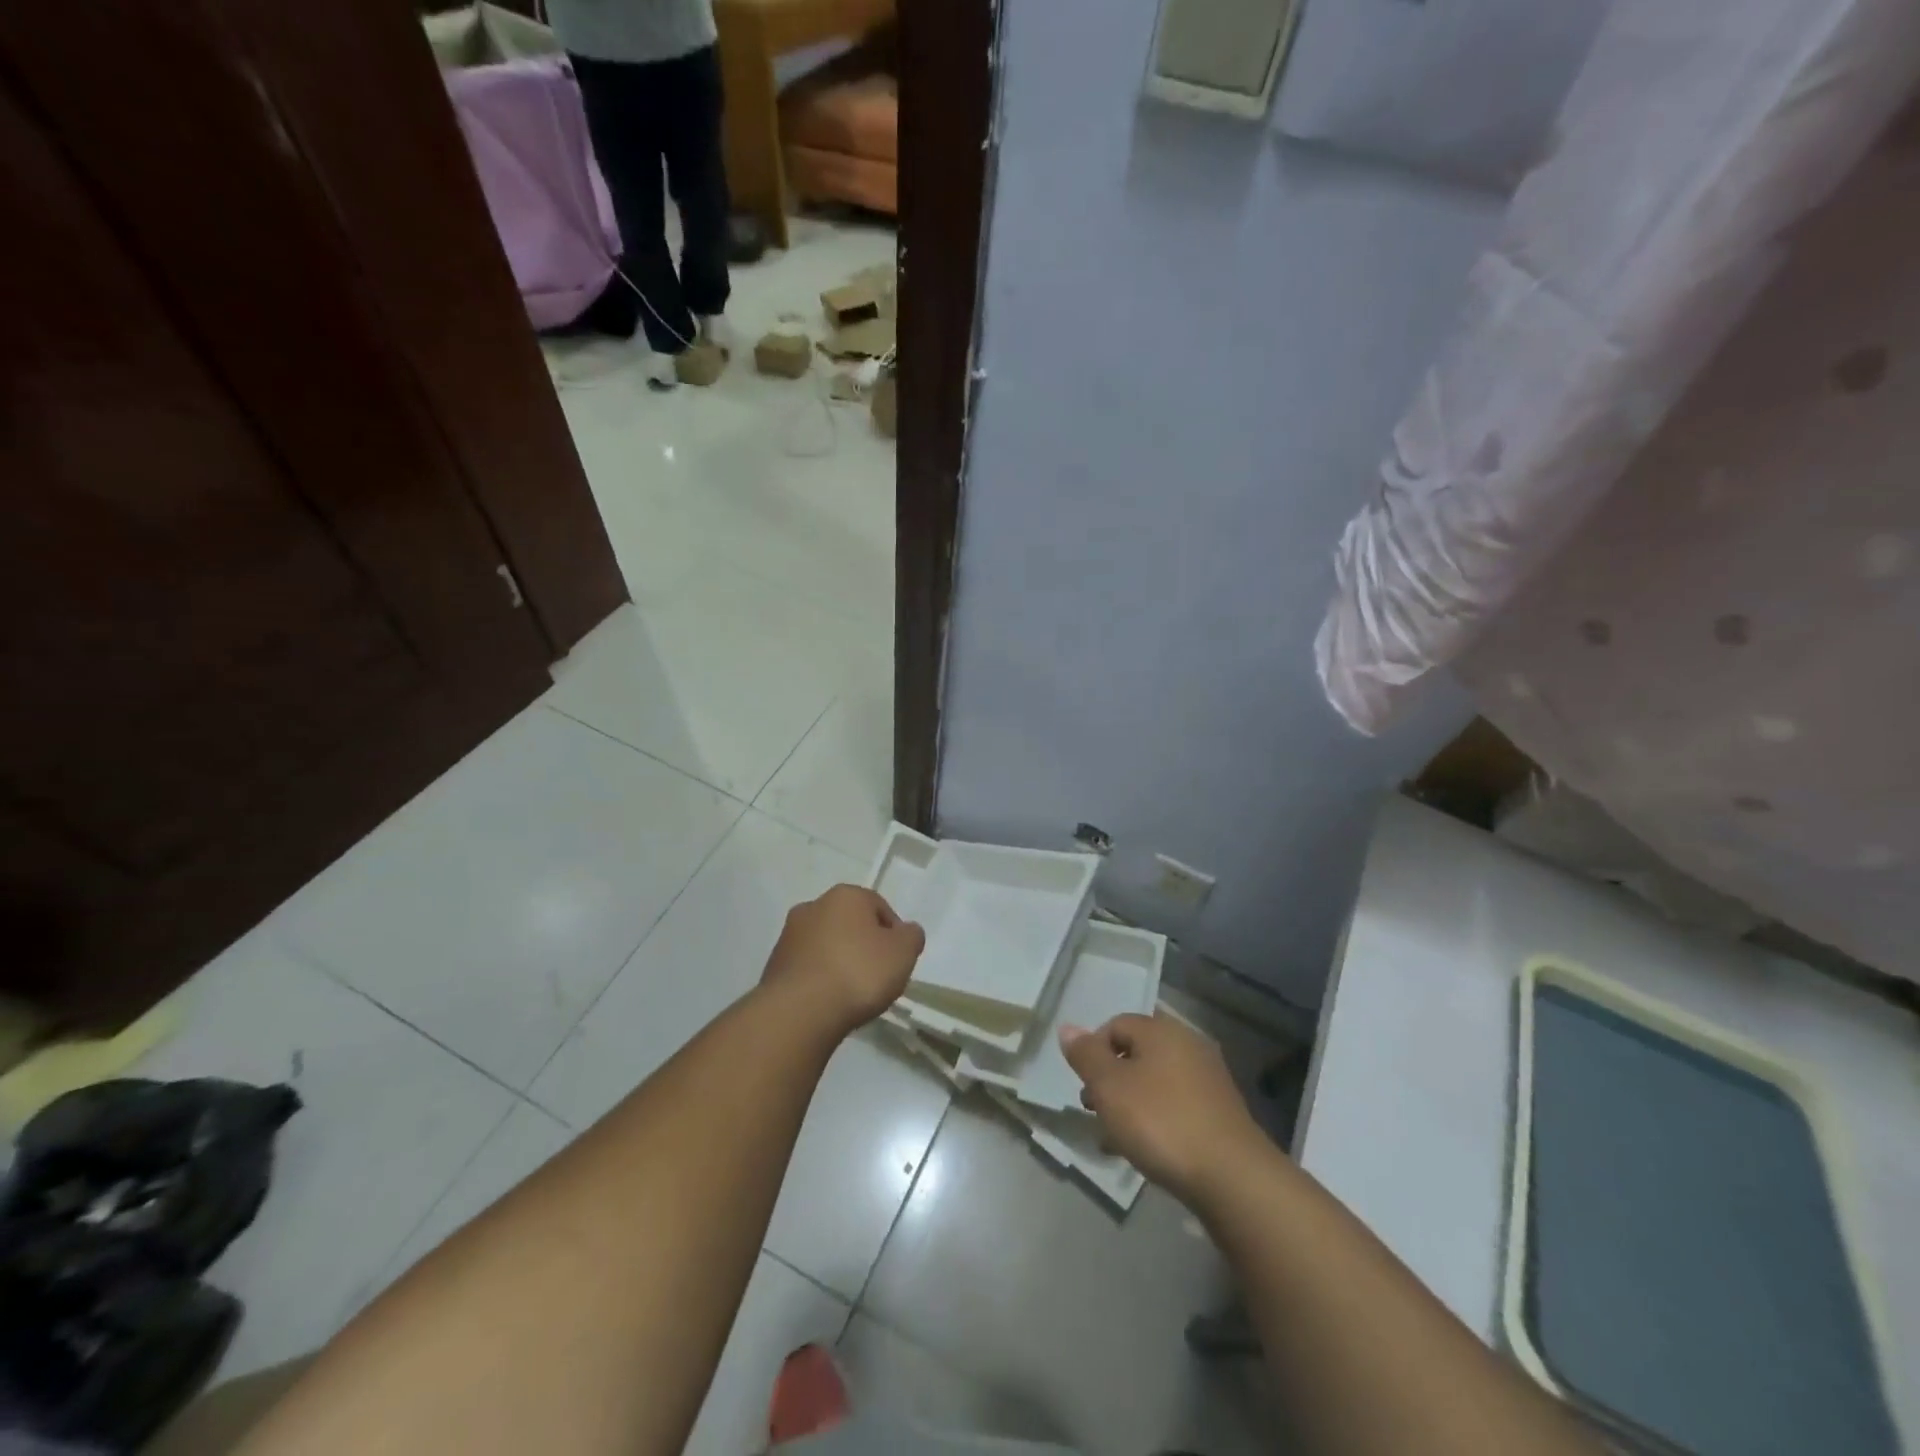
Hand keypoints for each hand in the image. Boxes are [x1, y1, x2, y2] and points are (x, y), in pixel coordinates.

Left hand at [760, 885, 925, 1039]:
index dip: (893, 934)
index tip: (897, 961)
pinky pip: (807, 967)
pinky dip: (819, 979)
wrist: (799, 1012)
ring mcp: (789, 935)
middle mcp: (813, 906)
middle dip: (863, 945)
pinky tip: (828, 1002)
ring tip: (851, 993)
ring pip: (825, 944)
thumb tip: (906, 932)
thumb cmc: (858, 973)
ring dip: (839, 961)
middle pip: (850, 924)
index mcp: (846, 895)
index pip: (879, 907)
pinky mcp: (774, 965)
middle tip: (877, 976)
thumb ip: (911, 936)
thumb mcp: (903, 953)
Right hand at [1061, 1012, 1267, 1209]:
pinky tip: (1145, 1150)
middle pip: (1136, 1052)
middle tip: (1094, 1111)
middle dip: (1110, 1080)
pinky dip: (1155, 1119)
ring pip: (1155, 1081)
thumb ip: (1086, 1055)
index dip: (1093, 1051)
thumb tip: (1068, 1027)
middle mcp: (1188, 1044)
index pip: (1115, 1024)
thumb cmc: (1161, 1122)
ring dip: (1130, 1103)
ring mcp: (1208, 1079)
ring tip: (1114, 1138)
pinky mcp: (1220, 1112)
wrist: (1231, 1177)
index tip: (1085, 1086)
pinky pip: (1175, 1105)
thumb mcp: (1110, 1087)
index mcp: (1162, 1030)